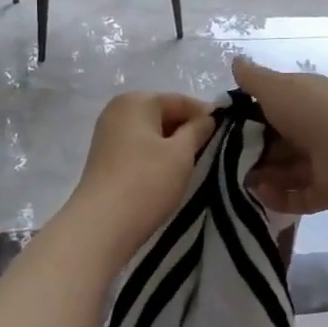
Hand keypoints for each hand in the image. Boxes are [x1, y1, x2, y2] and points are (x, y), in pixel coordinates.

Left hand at [70, 92, 217, 253]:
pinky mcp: (104, 156)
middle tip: (211, 149)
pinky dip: (155, 154)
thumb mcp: (181, 154)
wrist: (101, 226)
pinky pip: (137, 146)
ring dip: (171, 144)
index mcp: (137, 100)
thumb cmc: (146, 182)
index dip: (205, 114)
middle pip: (163, 112)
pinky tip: (167, 172)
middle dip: (187, 129)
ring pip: (150, 131)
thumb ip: (198, 130)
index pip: (180, 100)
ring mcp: (107, 133)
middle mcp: (118, 109)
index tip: (226, 131)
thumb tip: (207, 118)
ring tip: (193, 163)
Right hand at [234, 58, 327, 215]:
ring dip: (263, 175)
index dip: (250, 114)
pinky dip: (280, 197)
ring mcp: (325, 159)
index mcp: (307, 97)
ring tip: (239, 181)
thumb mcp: (277, 88)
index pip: (275, 104)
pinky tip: (261, 195)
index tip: (224, 126)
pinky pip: (299, 196)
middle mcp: (317, 126)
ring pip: (287, 169)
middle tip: (226, 159)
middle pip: (279, 140)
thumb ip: (253, 78)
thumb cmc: (311, 112)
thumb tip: (236, 61)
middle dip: (254, 150)